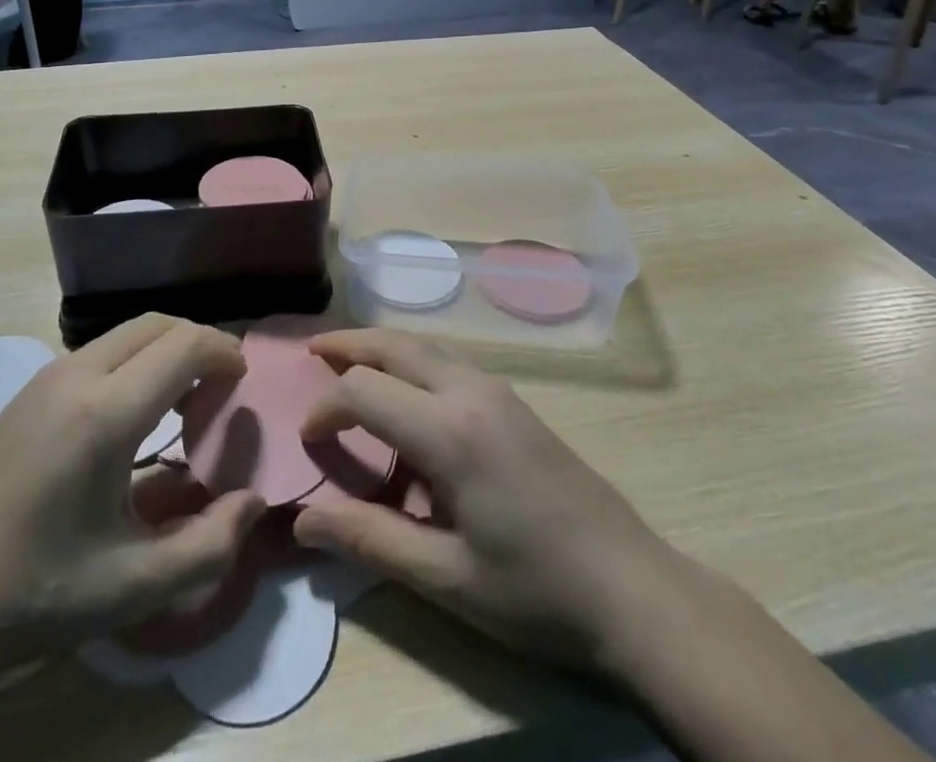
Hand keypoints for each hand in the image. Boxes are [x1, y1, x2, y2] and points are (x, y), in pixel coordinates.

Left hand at [0, 315, 263, 661]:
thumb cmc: (34, 594)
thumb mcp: (133, 587)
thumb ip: (209, 546)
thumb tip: (254, 501)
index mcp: (104, 414)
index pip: (183, 346)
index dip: (224, 352)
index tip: (244, 382)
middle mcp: (75, 377)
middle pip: (157, 324)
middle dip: (198, 342)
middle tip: (221, 388)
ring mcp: (45, 378)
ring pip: (126, 333)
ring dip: (165, 349)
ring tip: (184, 399)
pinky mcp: (27, 391)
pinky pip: (98, 351)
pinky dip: (135, 359)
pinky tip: (133, 413)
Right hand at [292, 329, 667, 673]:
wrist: (632, 590)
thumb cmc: (535, 592)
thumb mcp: (445, 578)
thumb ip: (370, 540)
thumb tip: (302, 520)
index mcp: (449, 431)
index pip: (364, 391)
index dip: (326, 407)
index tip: (307, 439)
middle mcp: (470, 392)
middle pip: (395, 344)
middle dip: (348, 343)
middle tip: (311, 350)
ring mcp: (498, 391)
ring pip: (425, 344)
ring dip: (381, 344)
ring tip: (347, 358)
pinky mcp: (514, 402)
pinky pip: (449, 359)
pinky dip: (412, 357)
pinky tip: (405, 386)